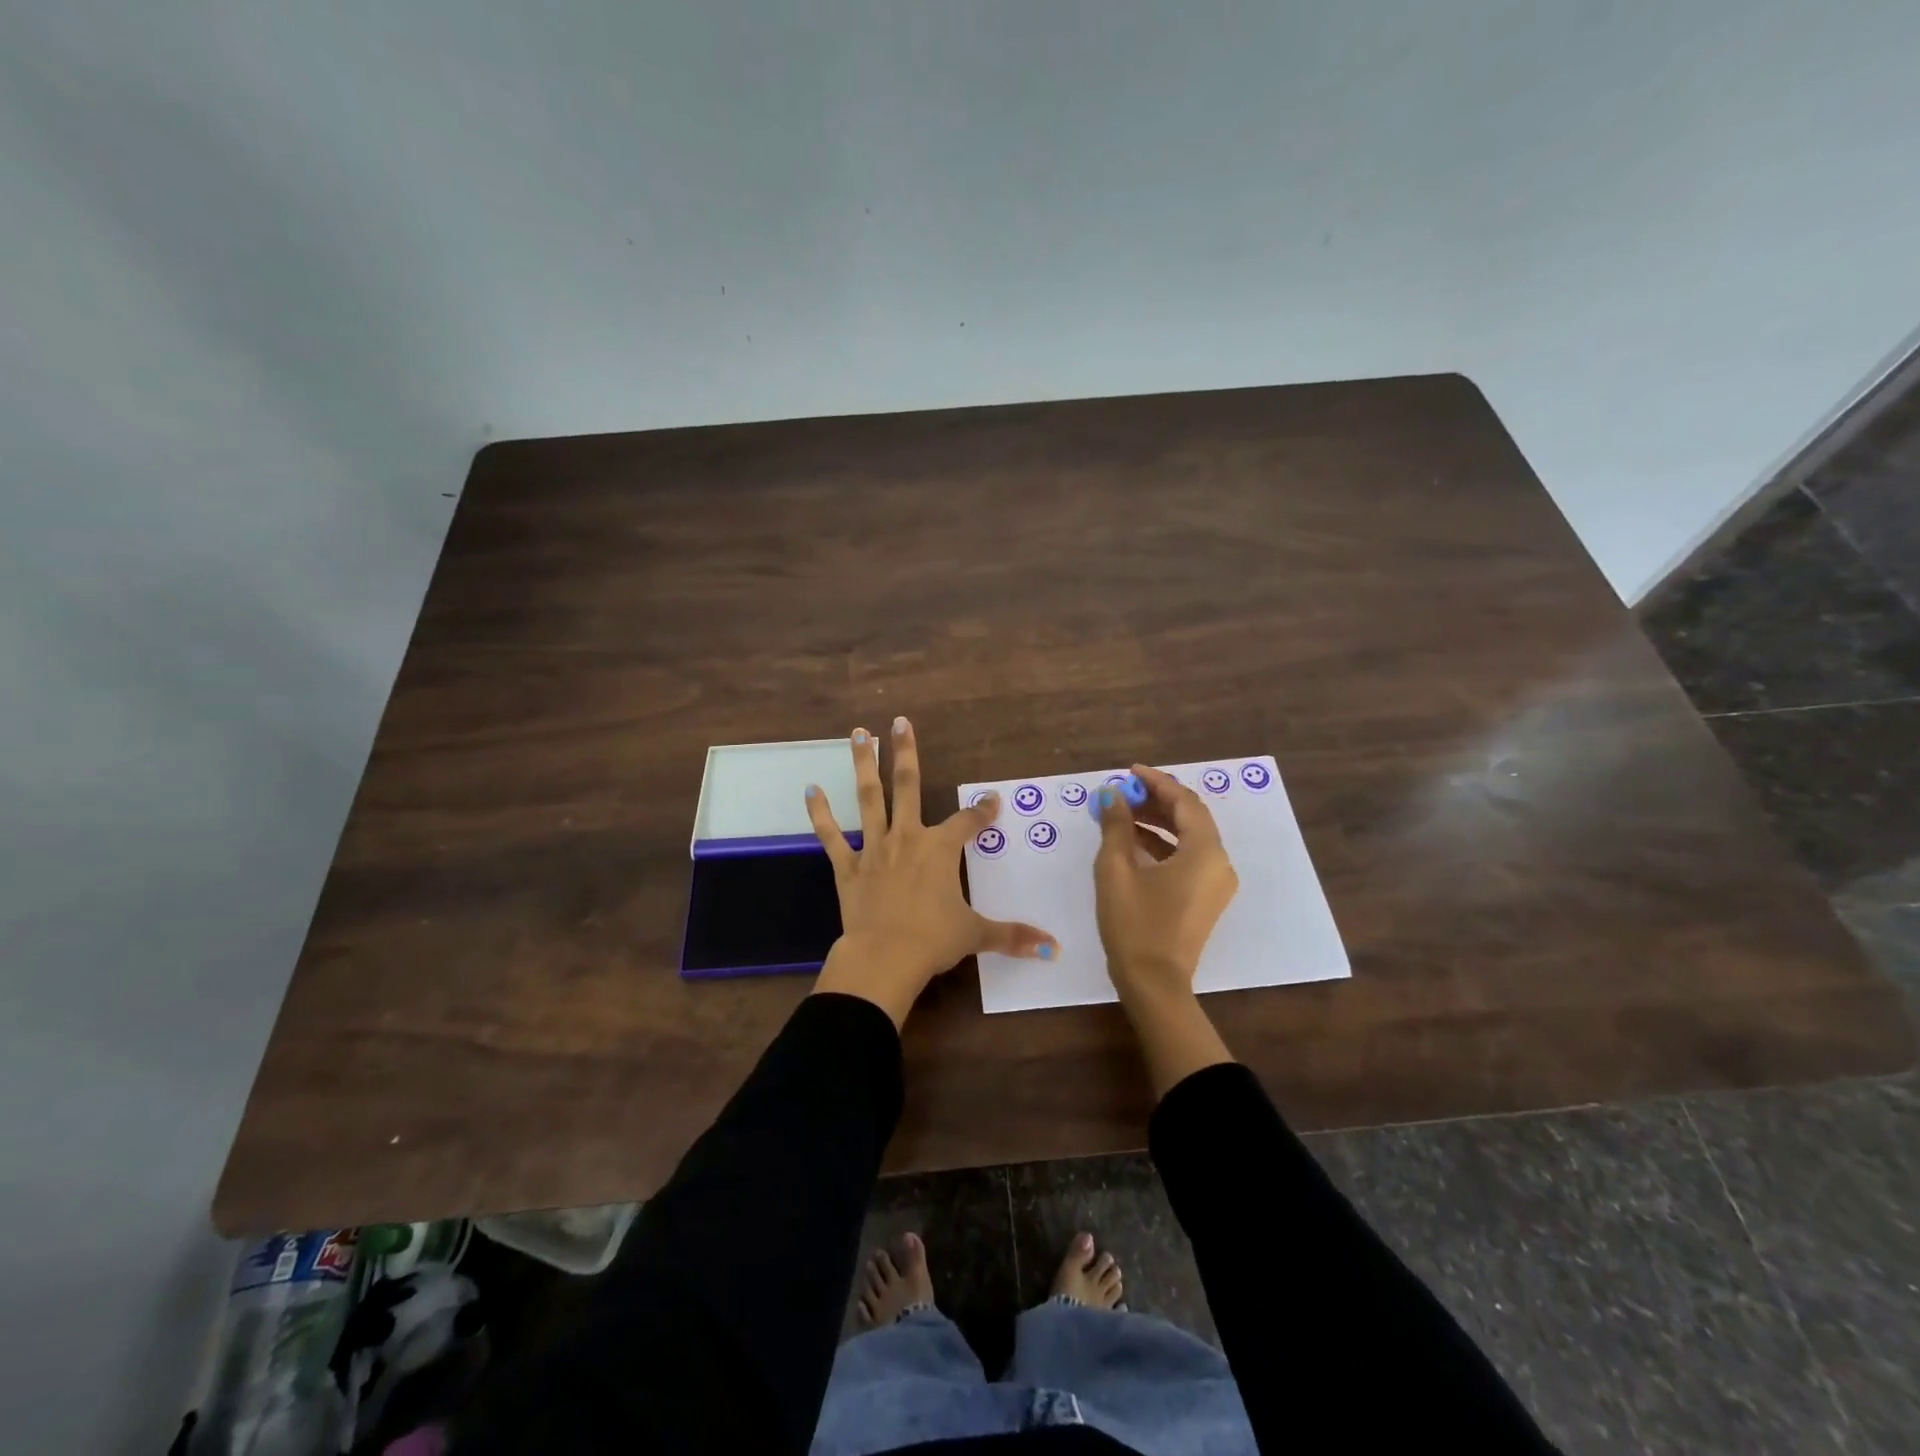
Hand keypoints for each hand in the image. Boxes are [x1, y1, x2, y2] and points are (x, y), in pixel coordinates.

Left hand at [806, 718, 1057, 1027]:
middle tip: (899, 722)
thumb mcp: (977, 934)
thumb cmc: (934, 940)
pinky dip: (820, 814)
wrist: (885, 956)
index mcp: (940, 850)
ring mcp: (874, 849)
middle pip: (908, 786)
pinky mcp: (848, 867)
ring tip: (857, 733)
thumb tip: (1052, 950)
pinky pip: (831, 836)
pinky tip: (810, 790)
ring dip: (863, 764)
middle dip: (905, 753)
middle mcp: (907, 838)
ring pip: (869, 798)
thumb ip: (1013, 936)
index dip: (981, 811)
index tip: (991, 799)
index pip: (967, 822)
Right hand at [1094, 765, 1238, 994]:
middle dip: (1157, 801)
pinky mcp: (1207, 898)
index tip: (1129, 773)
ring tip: (1123, 814)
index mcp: (1205, 852)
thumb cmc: (1134, 924)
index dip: (1156, 782)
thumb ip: (1116, 826)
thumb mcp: (1117, 870)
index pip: (1184, 801)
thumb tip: (1112, 794)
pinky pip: (1189, 858)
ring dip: (1159, 822)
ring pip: (1190, 837)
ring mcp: (1216, 883)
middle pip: (1191, 817)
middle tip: (1124, 793)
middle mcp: (1219, 863)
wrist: (1154, 983)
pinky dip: (1165, 845)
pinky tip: (1135, 842)